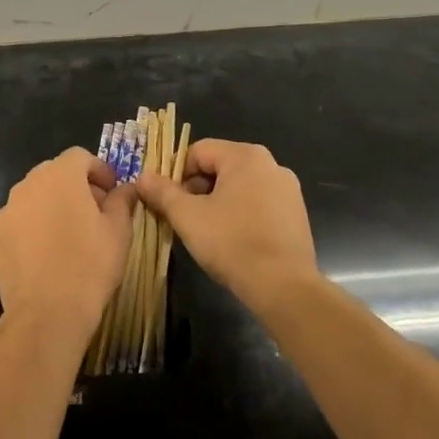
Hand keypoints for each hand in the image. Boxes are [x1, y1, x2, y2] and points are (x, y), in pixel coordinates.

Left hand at [0, 148, 132, 345]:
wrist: (47, 312)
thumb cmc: (90, 264)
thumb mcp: (119, 230)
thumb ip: (122, 201)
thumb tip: (126, 189)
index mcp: (59, 176)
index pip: (79, 156)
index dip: (99, 170)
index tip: (112, 193)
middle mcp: (28, 185)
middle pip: (55, 174)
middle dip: (76, 187)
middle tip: (96, 212)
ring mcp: (8, 212)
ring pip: (35, 198)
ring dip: (54, 206)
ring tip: (72, 235)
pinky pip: (21, 223)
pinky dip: (36, 229)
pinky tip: (50, 256)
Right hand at [134, 139, 319, 317]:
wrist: (284, 287)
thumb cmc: (231, 242)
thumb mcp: (187, 216)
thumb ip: (162, 192)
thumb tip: (142, 177)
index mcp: (245, 156)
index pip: (198, 151)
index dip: (176, 173)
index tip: (166, 201)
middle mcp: (271, 164)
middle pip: (219, 167)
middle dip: (196, 189)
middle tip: (182, 217)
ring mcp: (288, 190)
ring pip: (238, 187)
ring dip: (216, 202)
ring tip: (205, 231)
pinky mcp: (296, 214)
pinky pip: (258, 204)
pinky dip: (240, 214)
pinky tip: (231, 240)